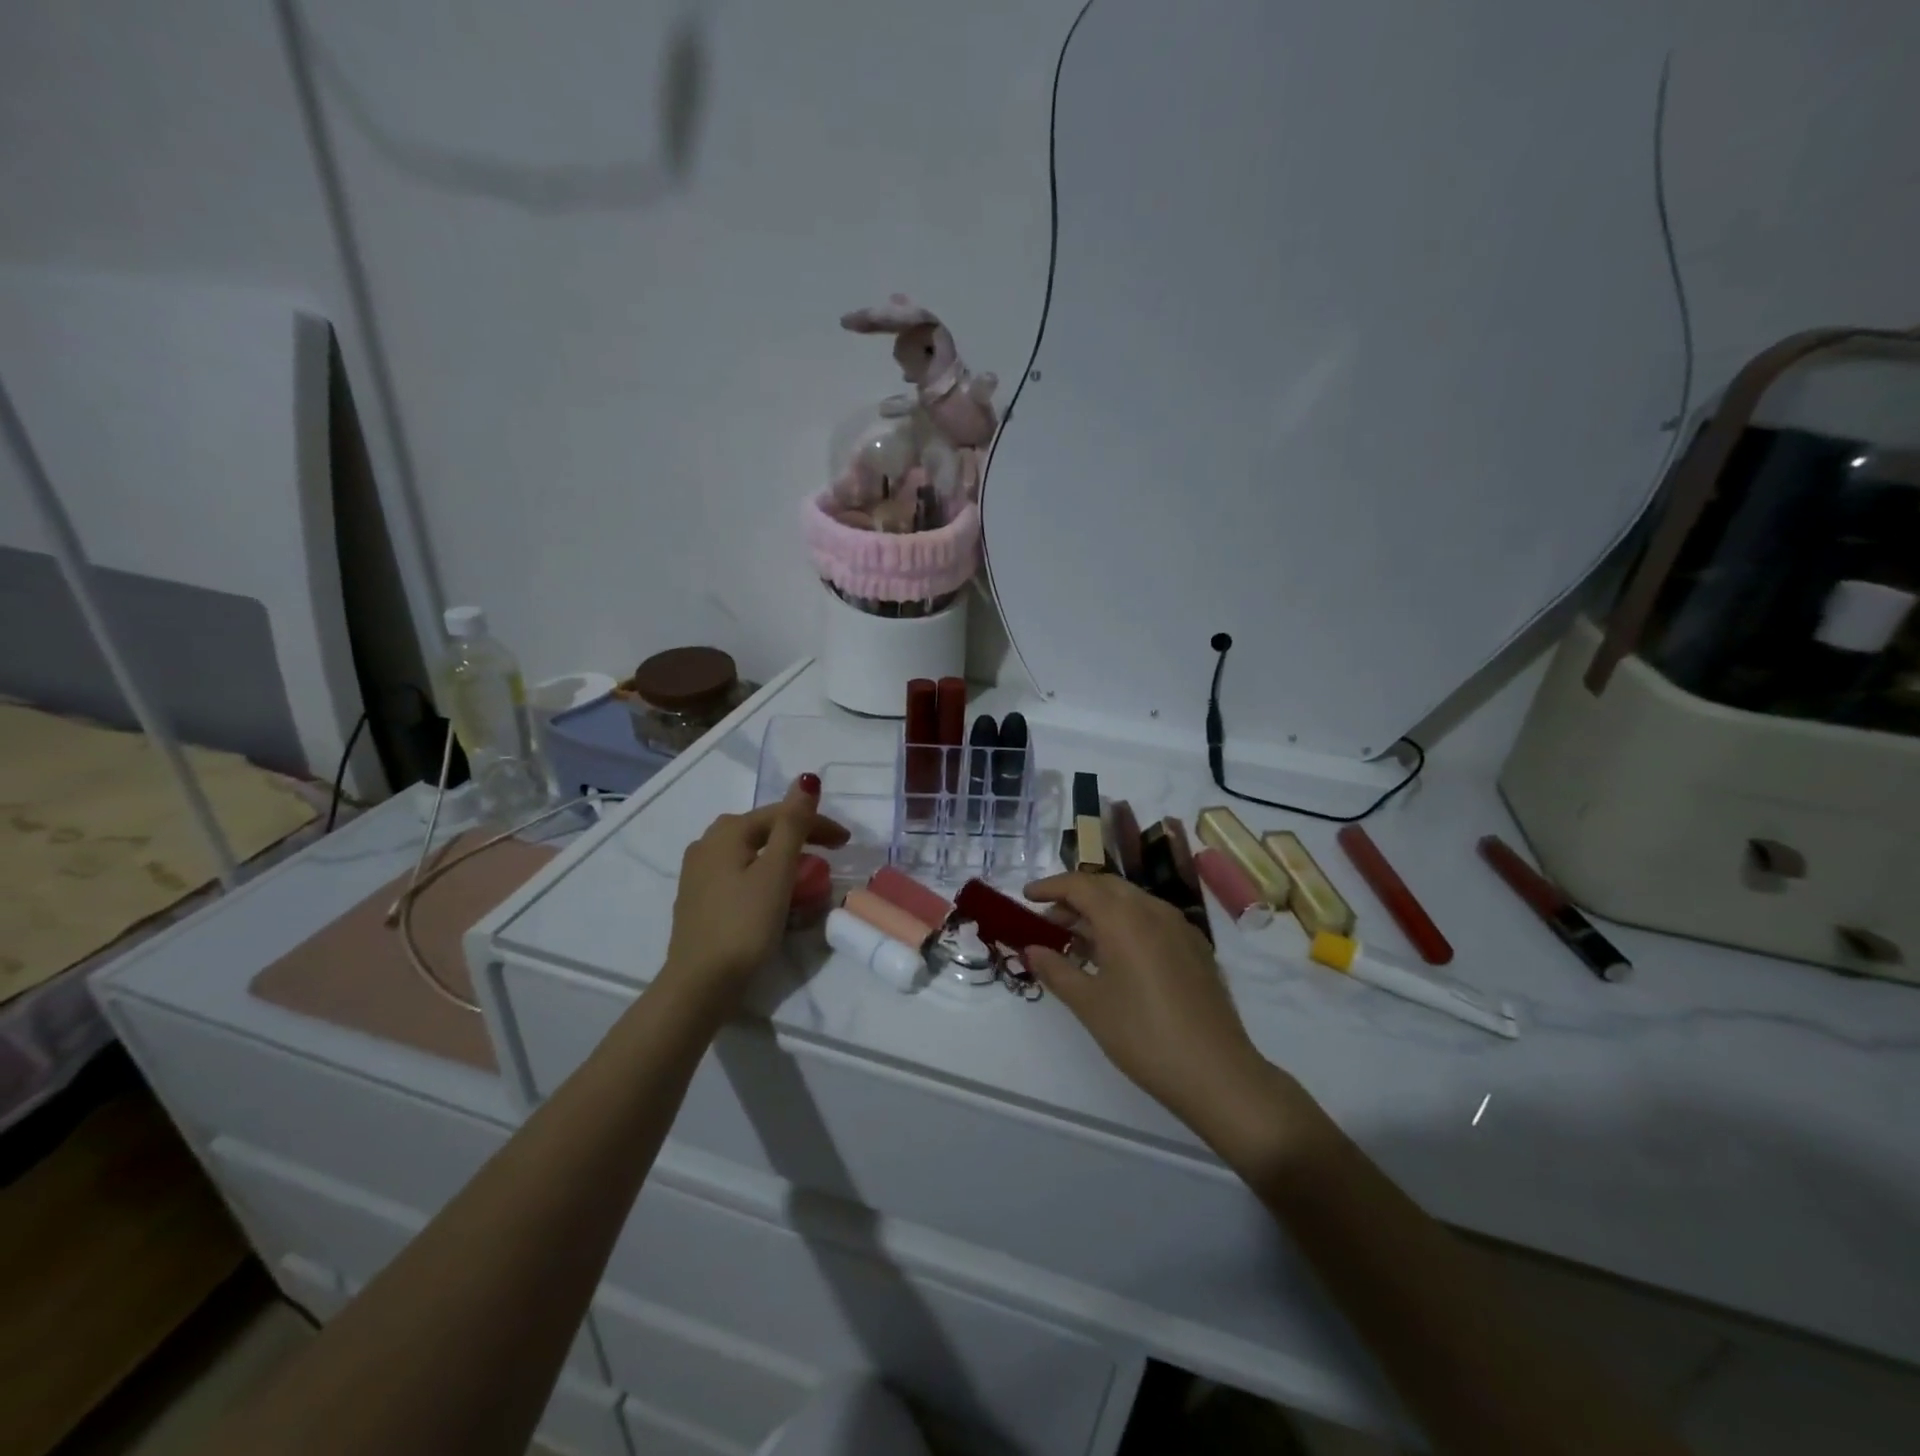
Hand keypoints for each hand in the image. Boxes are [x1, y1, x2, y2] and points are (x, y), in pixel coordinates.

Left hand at [662, 776, 847, 1010]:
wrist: (700, 984)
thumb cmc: (744, 924)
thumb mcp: (776, 872)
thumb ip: (793, 825)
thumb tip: (806, 780)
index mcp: (726, 832)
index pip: (780, 815)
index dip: (817, 823)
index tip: (846, 843)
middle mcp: (706, 844)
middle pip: (763, 831)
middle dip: (800, 837)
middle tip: (831, 854)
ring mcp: (698, 873)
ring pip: (751, 854)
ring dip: (782, 859)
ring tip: (807, 875)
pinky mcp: (699, 899)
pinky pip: (740, 875)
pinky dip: (764, 877)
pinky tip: (775, 895)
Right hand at [1024, 873, 1286, 1142]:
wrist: (1216, 1072)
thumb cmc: (1142, 1035)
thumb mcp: (1089, 1004)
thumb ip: (1056, 970)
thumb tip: (1031, 949)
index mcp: (1124, 917)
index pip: (1079, 885)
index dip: (1050, 887)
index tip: (1027, 897)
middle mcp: (1153, 910)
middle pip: (1106, 886)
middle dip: (1075, 897)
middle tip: (1050, 921)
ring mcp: (1180, 927)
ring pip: (1132, 901)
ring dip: (1101, 911)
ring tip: (1078, 941)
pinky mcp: (1196, 947)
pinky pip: (1152, 920)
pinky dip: (1126, 924)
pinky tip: (1117, 957)